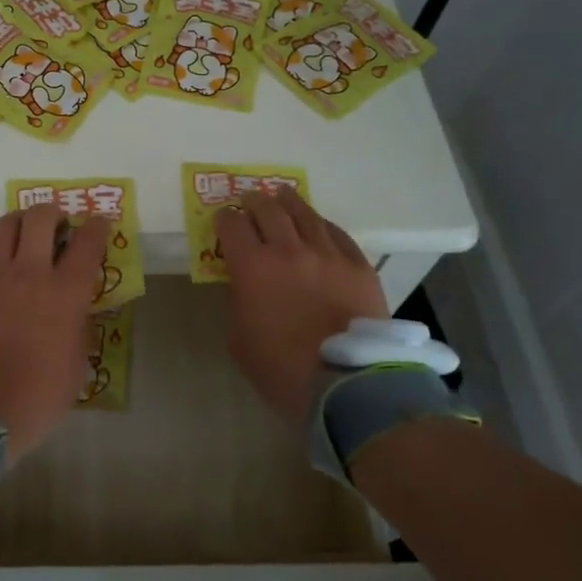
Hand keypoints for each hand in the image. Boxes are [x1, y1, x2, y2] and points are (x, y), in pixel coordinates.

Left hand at [0, 203, 107, 457]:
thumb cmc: (37, 397)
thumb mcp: (77, 364)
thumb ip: (79, 325)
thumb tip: (76, 307)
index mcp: (65, 294)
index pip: (88, 243)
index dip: (97, 227)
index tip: (99, 224)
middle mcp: (29, 273)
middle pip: (42, 218)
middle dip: (54, 213)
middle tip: (58, 226)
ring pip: (6, 224)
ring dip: (21, 222)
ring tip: (24, 235)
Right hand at [216, 190, 387, 427]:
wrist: (347, 384)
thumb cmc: (282, 369)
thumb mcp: (239, 340)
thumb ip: (238, 303)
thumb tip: (246, 285)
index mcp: (252, 267)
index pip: (232, 225)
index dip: (224, 219)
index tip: (223, 221)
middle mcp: (288, 249)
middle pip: (267, 209)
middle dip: (253, 203)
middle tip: (249, 203)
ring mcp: (327, 254)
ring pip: (304, 213)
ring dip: (287, 202)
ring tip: (282, 196)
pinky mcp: (358, 265)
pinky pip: (337, 233)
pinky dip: (321, 225)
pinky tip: (318, 225)